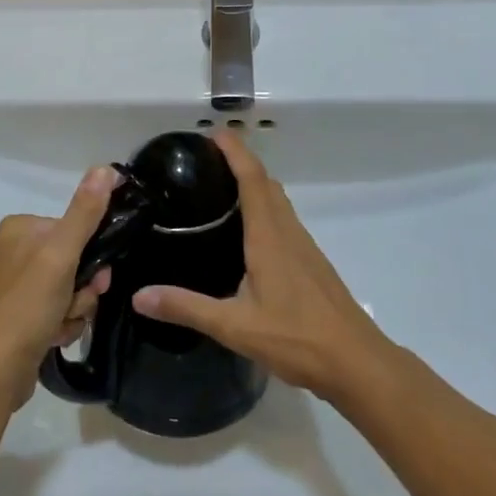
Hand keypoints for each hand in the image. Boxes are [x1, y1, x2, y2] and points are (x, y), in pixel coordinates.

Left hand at [0, 167, 116, 411]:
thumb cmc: (26, 306)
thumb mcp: (61, 255)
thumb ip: (85, 212)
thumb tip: (105, 168)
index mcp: (20, 228)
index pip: (73, 228)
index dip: (91, 255)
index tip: (96, 277)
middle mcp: (14, 251)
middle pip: (74, 259)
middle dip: (83, 287)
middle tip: (77, 305)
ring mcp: (15, 285)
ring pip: (69, 287)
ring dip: (75, 308)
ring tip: (60, 325)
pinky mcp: (19, 314)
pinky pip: (56, 309)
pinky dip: (62, 323)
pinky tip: (53, 337)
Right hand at [132, 133, 385, 399]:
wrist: (356, 363)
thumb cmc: (297, 338)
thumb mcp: (235, 327)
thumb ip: (187, 308)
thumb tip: (139, 296)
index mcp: (268, 236)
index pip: (252, 178)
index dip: (234, 150)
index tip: (212, 133)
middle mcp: (287, 231)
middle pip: (266, 182)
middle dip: (240, 161)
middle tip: (206, 160)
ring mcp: (303, 246)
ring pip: (278, 200)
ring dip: (254, 183)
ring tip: (220, 189)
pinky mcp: (311, 262)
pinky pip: (284, 219)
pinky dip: (264, 207)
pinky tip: (247, 233)